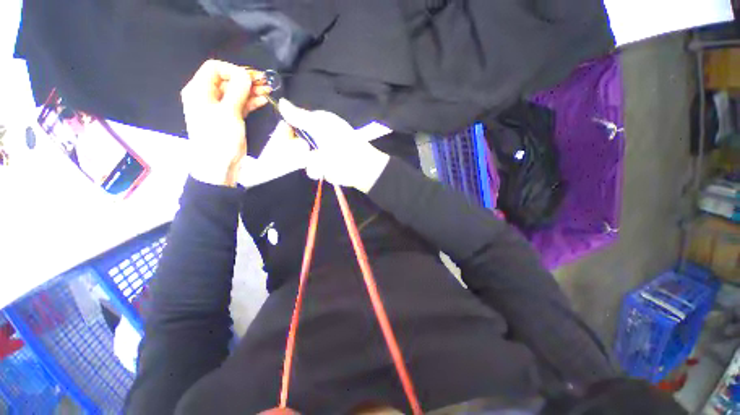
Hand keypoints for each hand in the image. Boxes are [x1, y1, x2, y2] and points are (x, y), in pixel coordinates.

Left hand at [181, 60, 270, 186]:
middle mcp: (207, 96)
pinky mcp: (229, 119)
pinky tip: (263, 101)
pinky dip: (251, 102)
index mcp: (199, 90)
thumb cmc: (220, 138)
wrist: (218, 166)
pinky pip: (239, 105)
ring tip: (267, 91)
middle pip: (227, 80)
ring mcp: (218, 108)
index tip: (250, 79)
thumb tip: (245, 75)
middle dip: (246, 81)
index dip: (233, 70)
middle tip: (265, 84)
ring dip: (251, 92)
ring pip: (235, 93)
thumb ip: (238, 91)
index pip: (214, 68)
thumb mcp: (229, 113)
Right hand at [278, 99, 389, 192]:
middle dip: (295, 146)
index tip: (286, 133)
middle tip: (305, 149)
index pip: (293, 121)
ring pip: (299, 157)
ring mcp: (318, 153)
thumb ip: (301, 117)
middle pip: (293, 140)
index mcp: (317, 122)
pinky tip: (321, 171)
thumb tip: (281, 102)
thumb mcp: (321, 127)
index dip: (287, 128)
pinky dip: (315, 170)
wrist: (359, 168)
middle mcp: (316, 137)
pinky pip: (309, 168)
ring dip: (307, 160)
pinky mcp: (322, 168)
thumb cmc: (342, 144)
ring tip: (318, 160)